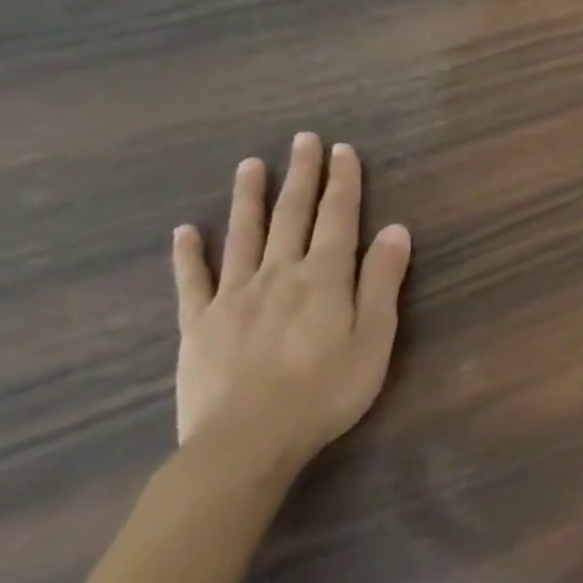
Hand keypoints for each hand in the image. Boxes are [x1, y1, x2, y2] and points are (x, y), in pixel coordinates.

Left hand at [171, 133, 411, 474]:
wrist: (246, 442)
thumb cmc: (326, 391)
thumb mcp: (375, 337)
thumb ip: (382, 281)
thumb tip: (396, 230)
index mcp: (324, 277)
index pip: (338, 218)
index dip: (343, 182)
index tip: (342, 150)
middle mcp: (279, 274)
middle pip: (292, 216)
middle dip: (301, 176)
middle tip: (303, 140)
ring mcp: (233, 297)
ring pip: (243, 236)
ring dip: (249, 198)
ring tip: (251, 164)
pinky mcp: (199, 324)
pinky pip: (192, 281)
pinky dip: (189, 254)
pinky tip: (186, 231)